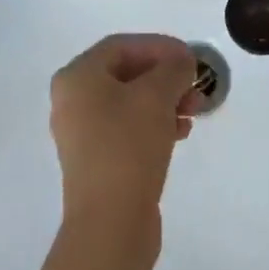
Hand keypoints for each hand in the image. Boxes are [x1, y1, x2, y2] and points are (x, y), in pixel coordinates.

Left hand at [50, 34, 199, 238]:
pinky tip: (181, 133)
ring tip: (194, 111)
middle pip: (126, 72)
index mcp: (77, 77)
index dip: (159, 46)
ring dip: (164, 100)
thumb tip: (182, 62)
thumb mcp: (157, 96)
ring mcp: (82, 132)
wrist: (110, 224)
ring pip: (130, 101)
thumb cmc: (128, 146)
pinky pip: (127, 127)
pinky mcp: (96, 160)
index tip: (190, 58)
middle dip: (165, 76)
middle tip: (195, 85)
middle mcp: (73, 100)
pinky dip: (154, 123)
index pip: (122, 45)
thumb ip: (173, 68)